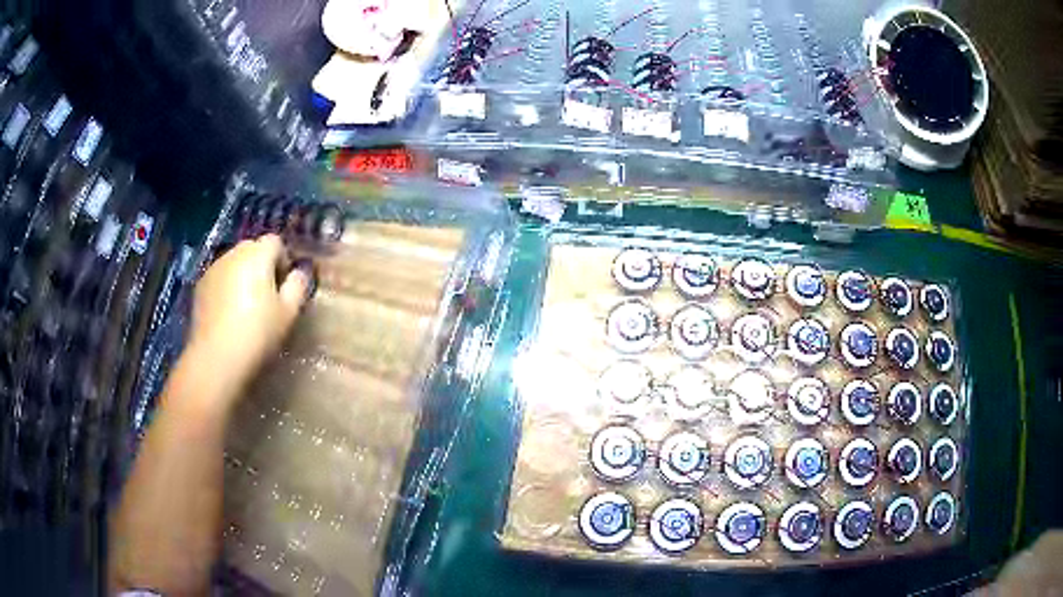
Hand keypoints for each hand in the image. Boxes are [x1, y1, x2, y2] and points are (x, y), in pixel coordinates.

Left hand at [185, 235, 309, 404]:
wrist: (216, 358)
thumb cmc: (257, 334)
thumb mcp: (288, 313)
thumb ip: (298, 286)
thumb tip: (299, 272)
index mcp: (257, 255)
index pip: (275, 241)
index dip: (283, 260)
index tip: (284, 286)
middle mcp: (234, 253)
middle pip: (252, 248)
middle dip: (261, 265)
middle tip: (267, 296)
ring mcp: (213, 268)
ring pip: (234, 263)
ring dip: (242, 275)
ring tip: (245, 306)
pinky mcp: (200, 286)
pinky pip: (220, 277)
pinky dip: (226, 287)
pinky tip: (228, 314)